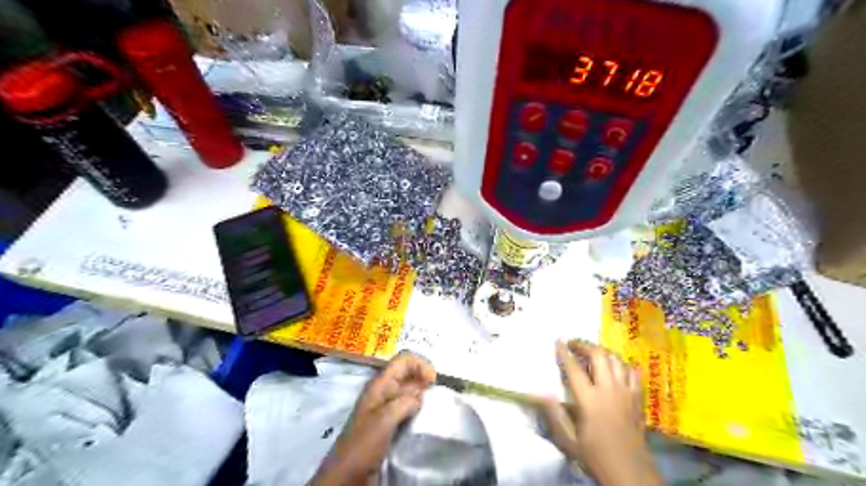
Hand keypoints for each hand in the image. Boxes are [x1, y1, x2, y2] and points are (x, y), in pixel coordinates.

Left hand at [310, 352, 436, 485]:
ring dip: (423, 392)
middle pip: (408, 372)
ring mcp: (386, 406)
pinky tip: (425, 418)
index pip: (403, 360)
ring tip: (434, 405)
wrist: (346, 476)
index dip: (421, 364)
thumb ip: (404, 402)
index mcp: (379, 385)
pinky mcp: (389, 422)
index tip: (433, 382)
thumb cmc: (362, 445)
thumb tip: (421, 396)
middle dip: (424, 377)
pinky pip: (408, 406)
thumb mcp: (384, 421)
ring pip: (409, 389)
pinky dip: (419, 407)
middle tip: (436, 394)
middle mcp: (384, 391)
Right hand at [536, 342, 664, 485]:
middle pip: (598, 356)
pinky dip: (621, 364)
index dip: (564, 352)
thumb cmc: (595, 455)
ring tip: (592, 352)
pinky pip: (632, 372)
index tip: (558, 341)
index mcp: (589, 400)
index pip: (574, 368)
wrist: (630, 472)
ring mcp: (626, 392)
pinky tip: (615, 366)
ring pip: (616, 360)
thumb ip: (554, 415)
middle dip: (584, 345)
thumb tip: (540, 393)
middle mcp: (609, 390)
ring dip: (602, 351)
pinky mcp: (638, 398)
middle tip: (574, 344)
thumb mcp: (568, 440)